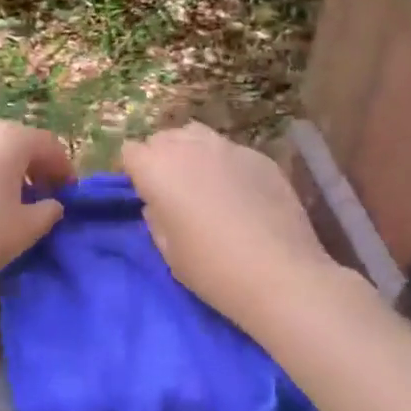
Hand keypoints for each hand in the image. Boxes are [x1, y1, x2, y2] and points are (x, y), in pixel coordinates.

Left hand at [0, 119, 74, 304]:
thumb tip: (51, 203)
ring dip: (3, 167)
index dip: (63, 168)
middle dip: (33, 164)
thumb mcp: (26, 230)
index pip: (48, 145)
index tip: (67, 194)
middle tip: (41, 194)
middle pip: (16, 140)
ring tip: (7, 199)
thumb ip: (48, 211)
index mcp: (8, 139)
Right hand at [121, 122, 336, 328]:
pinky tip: (241, 194)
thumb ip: (156, 217)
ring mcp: (228, 147)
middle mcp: (188, 146)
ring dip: (192, 152)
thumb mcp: (168, 250)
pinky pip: (231, 152)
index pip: (130, 152)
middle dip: (160, 157)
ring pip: (197, 135)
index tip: (142, 193)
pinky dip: (226, 165)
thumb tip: (158, 203)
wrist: (279, 274)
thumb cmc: (211, 269)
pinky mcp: (259, 156)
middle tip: (172, 190)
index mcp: (156, 168)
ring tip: (203, 182)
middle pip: (163, 138)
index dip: (133, 171)